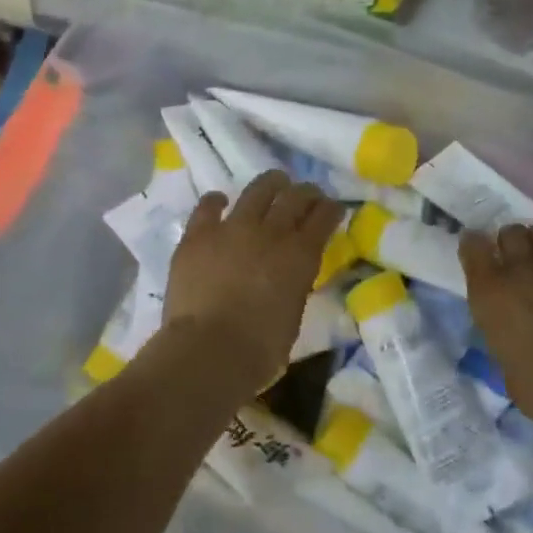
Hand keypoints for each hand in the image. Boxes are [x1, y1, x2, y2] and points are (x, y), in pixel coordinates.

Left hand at [165, 171, 344, 393]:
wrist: (209, 350)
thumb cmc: (260, 349)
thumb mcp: (293, 314)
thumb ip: (294, 285)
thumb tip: (289, 276)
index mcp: (301, 255)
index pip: (324, 218)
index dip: (331, 209)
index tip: (333, 207)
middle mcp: (271, 232)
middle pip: (295, 197)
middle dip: (306, 192)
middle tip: (308, 194)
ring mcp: (232, 228)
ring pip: (257, 190)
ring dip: (270, 184)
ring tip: (275, 182)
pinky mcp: (199, 234)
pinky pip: (208, 205)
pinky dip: (217, 201)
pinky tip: (220, 200)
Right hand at [459, 224, 532, 438]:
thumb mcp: (508, 370)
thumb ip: (505, 340)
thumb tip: (513, 335)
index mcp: (490, 294)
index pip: (472, 248)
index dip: (476, 248)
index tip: (482, 255)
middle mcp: (521, 269)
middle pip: (510, 232)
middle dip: (514, 244)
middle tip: (523, 264)